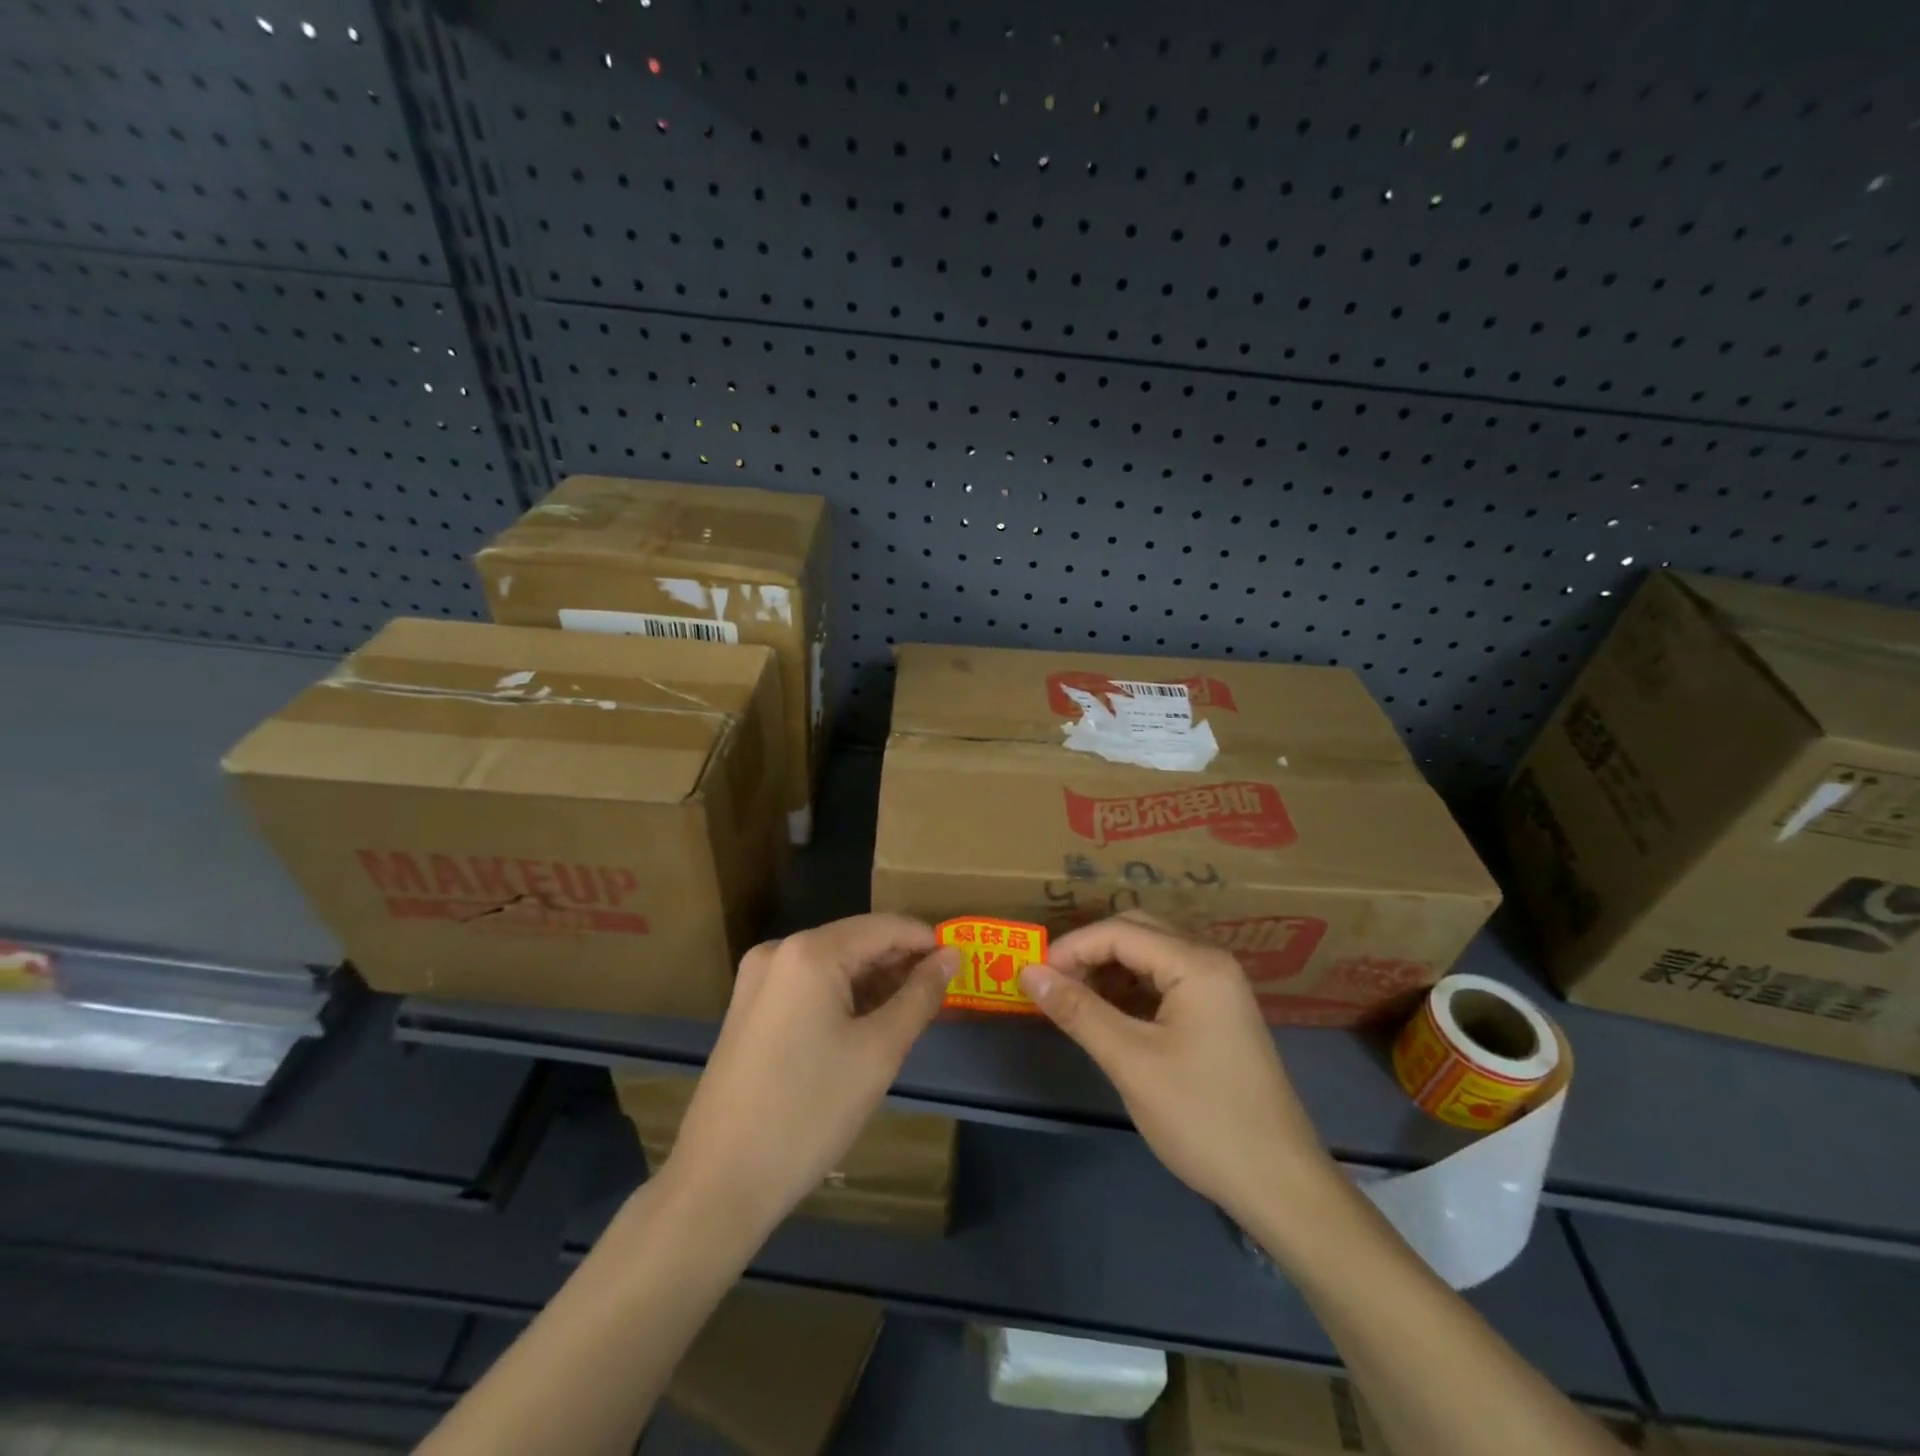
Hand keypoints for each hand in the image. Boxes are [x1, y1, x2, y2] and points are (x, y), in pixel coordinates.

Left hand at [663, 914, 956, 1237]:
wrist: (720, 1183)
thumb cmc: (809, 1111)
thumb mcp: (879, 1052)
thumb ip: (920, 995)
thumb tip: (951, 956)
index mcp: (809, 952)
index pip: (884, 927)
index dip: (926, 942)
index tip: (960, 965)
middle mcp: (778, 951)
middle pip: (856, 942)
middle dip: (900, 964)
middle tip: (941, 994)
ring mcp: (757, 981)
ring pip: (832, 965)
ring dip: (874, 982)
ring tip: (912, 1012)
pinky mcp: (749, 1009)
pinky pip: (808, 987)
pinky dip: (843, 998)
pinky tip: (868, 1025)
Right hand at [1020, 912, 1338, 1225]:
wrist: (1279, 1184)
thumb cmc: (1203, 1117)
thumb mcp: (1131, 1062)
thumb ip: (1078, 1010)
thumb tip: (1028, 972)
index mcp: (1197, 964)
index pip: (1120, 932)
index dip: (1071, 948)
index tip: (1033, 976)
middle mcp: (1210, 962)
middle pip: (1137, 933)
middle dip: (1089, 952)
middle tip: (1050, 984)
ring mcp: (1218, 988)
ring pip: (1149, 957)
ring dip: (1108, 970)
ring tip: (1072, 1000)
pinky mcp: (1218, 1014)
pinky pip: (1164, 983)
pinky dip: (1130, 991)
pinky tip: (1108, 1016)